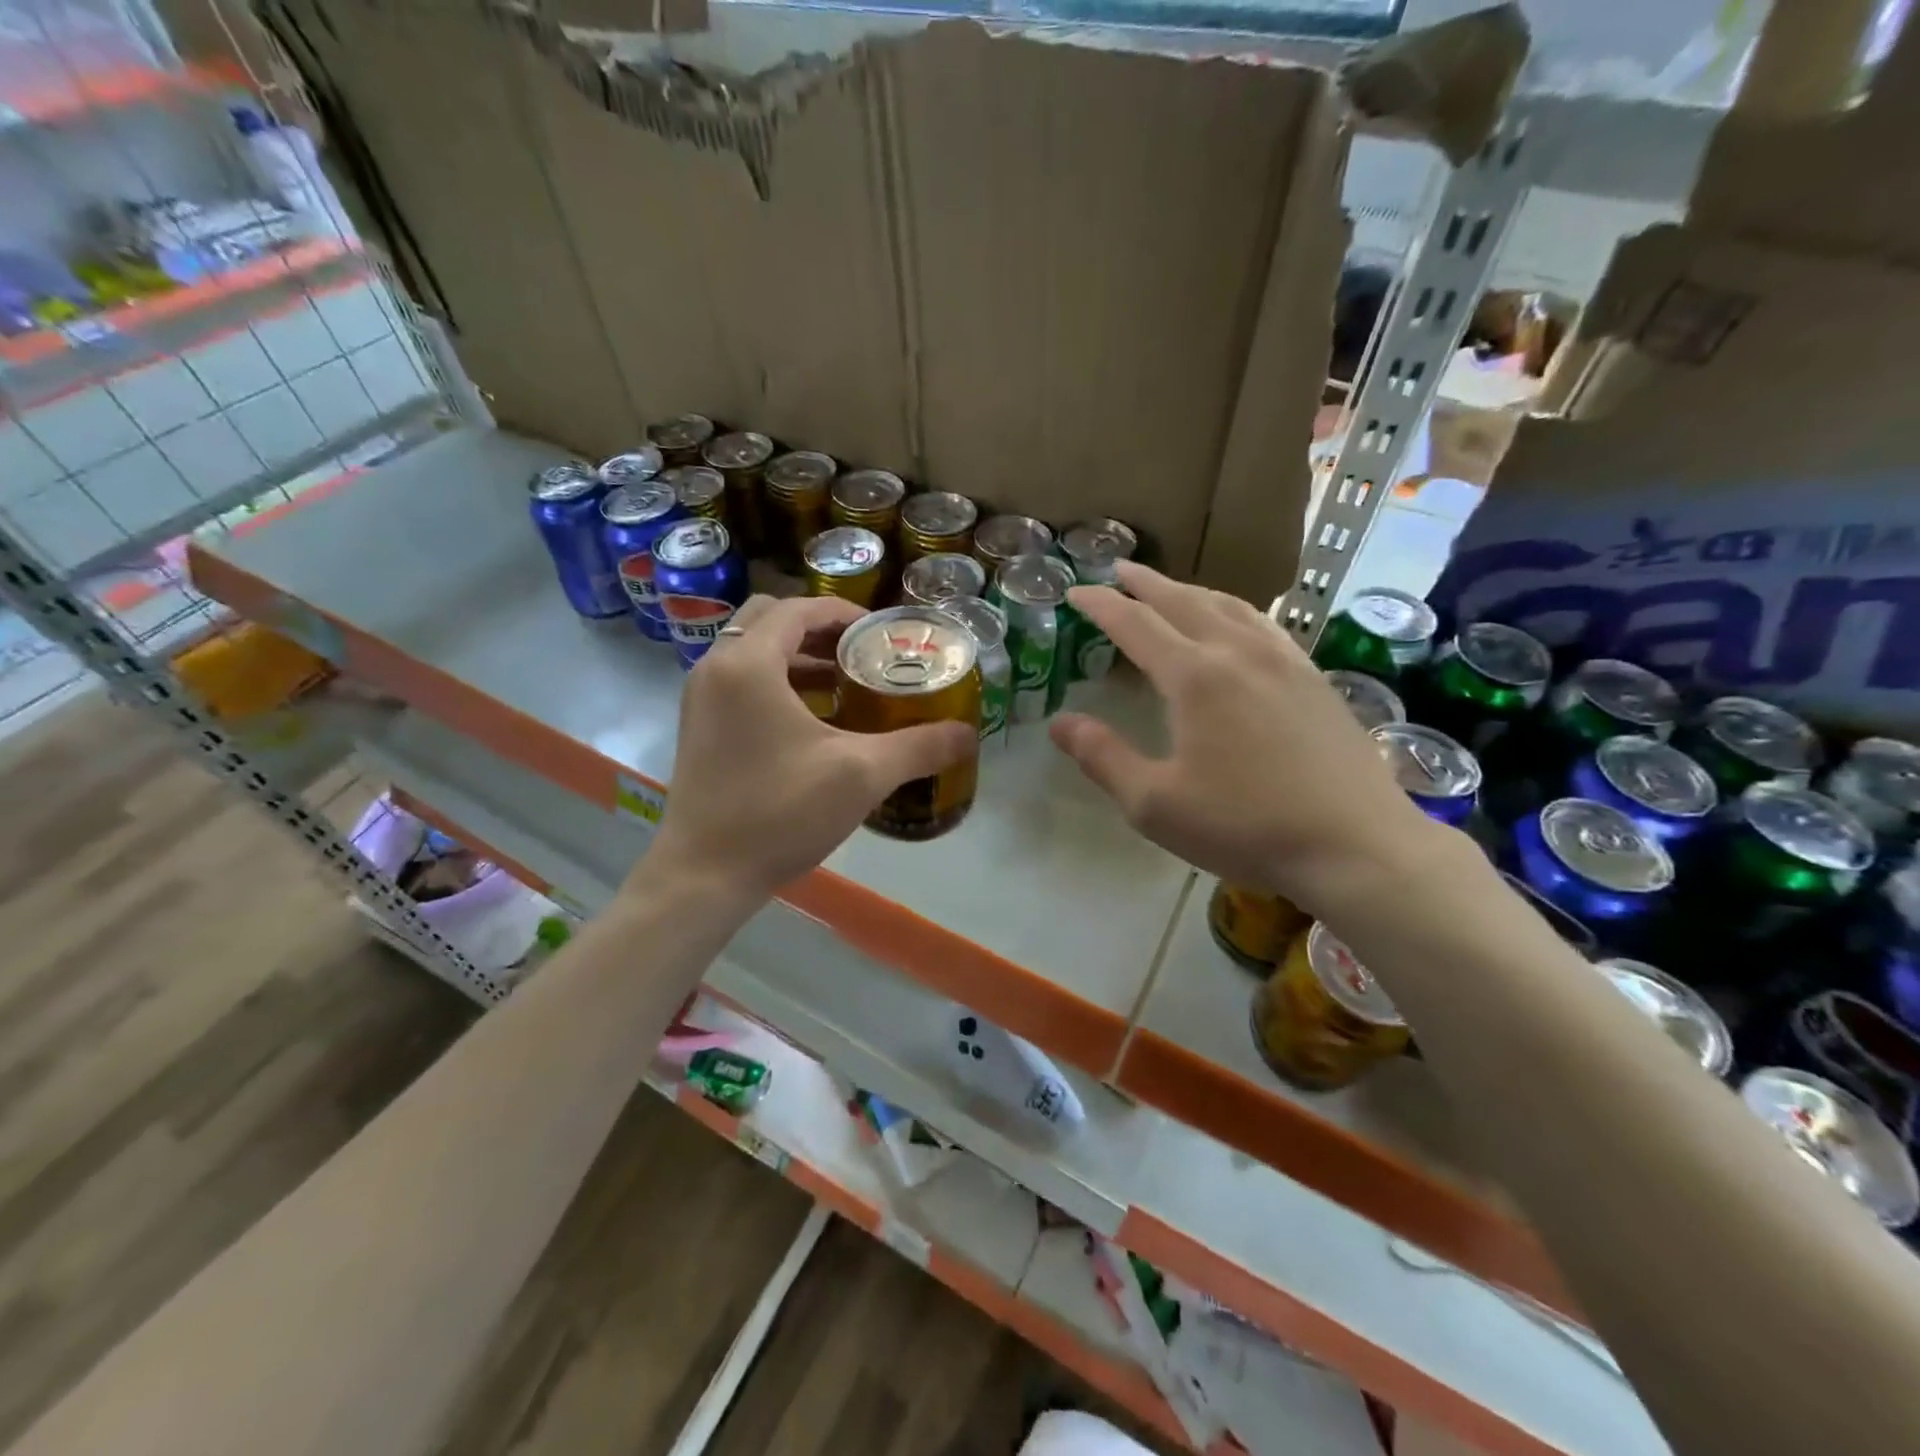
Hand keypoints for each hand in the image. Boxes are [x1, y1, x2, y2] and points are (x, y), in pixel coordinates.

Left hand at [645, 595, 975, 905]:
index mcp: (749, 663)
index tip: (881, 635)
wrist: (704, 876)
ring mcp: (701, 699)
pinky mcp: (699, 728)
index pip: (799, 608)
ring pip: (753, 653)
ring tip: (846, 684)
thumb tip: (967, 735)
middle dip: (819, 629)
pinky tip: (814, 722)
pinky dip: (777, 683)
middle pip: (770, 620)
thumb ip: (918, 747)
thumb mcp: (861, 775)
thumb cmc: (780, 812)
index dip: (845, 613)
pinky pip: (741, 683)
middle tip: (861, 653)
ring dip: (799, 657)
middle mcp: (716, 668)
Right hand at [1048, 563, 1435, 914]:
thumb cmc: (1246, 827)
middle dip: (1144, 583)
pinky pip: (1263, 624)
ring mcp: (1284, 660)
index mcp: (1194, 677)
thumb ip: (1103, 758)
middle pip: (1182, 600)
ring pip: (1228, 605)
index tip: (1075, 591)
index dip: (1100, 604)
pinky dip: (1232, 609)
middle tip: (1117, 570)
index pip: (1135, 623)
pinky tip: (1235, 624)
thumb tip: (1059, 723)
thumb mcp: (1155, 804)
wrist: (1356, 845)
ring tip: (1169, 589)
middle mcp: (1238, 652)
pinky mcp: (1314, 677)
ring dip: (1189, 590)